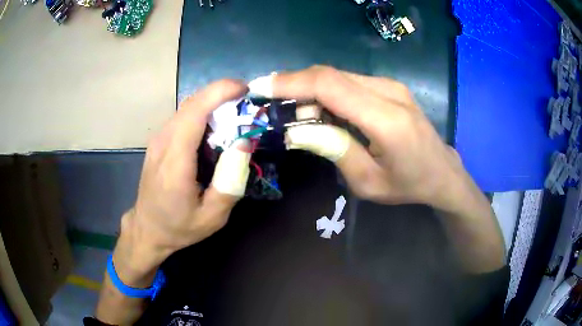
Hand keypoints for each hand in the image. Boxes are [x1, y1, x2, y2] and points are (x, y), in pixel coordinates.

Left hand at [118, 80, 249, 274]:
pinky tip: (215, 129)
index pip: (195, 112)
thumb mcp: (212, 216)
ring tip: (235, 115)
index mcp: (175, 161)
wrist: (148, 229)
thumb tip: (245, 143)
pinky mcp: (159, 141)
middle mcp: (163, 142)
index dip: (220, 92)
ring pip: (187, 107)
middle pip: (192, 103)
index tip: (245, 89)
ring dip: (213, 103)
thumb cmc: (179, 226)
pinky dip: (203, 113)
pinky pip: (183, 117)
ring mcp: (158, 140)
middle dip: (221, 94)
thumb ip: (231, 182)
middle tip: (247, 103)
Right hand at [266, 66, 472, 210]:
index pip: (329, 85)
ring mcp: (390, 85)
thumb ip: (334, 150)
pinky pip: (348, 82)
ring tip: (300, 117)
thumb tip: (297, 129)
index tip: (260, 87)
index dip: (291, 83)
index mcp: (386, 119)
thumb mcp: (368, 182)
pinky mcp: (389, 86)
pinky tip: (322, 113)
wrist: (442, 172)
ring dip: (310, 91)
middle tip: (275, 108)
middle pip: (329, 75)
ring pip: (337, 76)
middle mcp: (388, 91)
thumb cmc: (408, 184)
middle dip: (295, 87)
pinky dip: (327, 93)